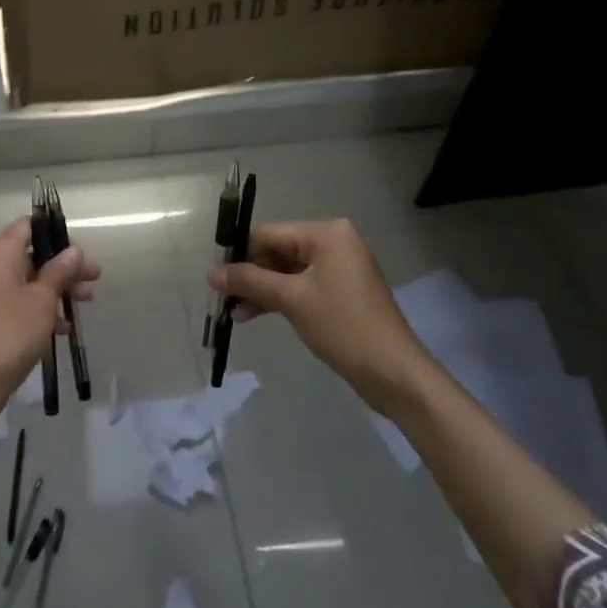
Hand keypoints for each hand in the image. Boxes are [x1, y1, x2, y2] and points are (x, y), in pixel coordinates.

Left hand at [0, 217, 99, 410]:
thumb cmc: (10, 331)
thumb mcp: (42, 299)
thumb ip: (59, 271)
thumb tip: (73, 250)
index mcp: (0, 252)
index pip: (29, 226)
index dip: (55, 234)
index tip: (80, 250)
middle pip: (33, 255)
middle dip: (64, 266)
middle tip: (93, 279)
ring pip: (29, 280)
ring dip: (57, 289)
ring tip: (85, 302)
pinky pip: (20, 302)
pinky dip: (41, 309)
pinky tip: (63, 329)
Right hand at [209, 219, 430, 412]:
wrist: (395, 374)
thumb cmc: (343, 327)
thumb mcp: (291, 300)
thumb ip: (250, 281)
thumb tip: (211, 273)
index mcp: (326, 233)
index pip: (268, 233)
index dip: (239, 253)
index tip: (216, 277)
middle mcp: (333, 243)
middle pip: (277, 251)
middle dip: (250, 275)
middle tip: (222, 297)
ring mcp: (339, 268)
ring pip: (286, 271)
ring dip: (261, 290)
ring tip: (233, 312)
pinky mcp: (340, 293)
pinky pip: (301, 287)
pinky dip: (279, 299)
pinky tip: (253, 314)